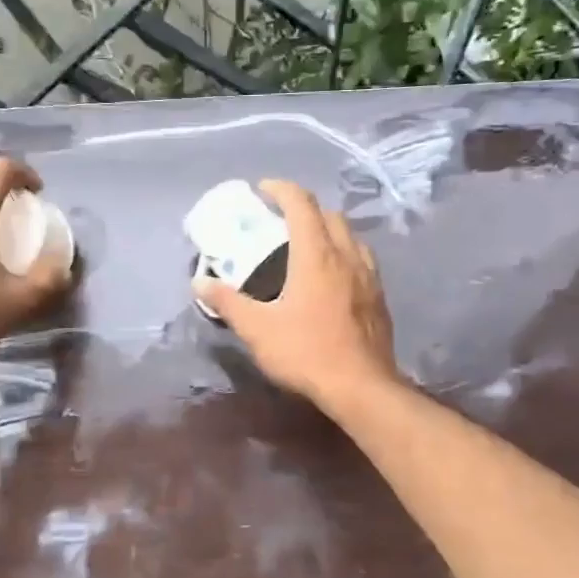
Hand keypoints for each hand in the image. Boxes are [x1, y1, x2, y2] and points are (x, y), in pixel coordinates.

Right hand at [194, 179, 399, 411]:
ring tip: (307, 247)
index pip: (301, 204)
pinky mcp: (379, 297)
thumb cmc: (306, 353)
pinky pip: (362, 260)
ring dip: (328, 230)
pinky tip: (332, 278)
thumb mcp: (257, 329)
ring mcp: (368, 276)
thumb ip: (227, 302)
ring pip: (351, 236)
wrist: (361, 387)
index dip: (281, 189)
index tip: (262, 190)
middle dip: (305, 208)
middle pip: (329, 214)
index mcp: (316, 255)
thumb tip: (199, 283)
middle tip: (281, 222)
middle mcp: (347, 255)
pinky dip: (344, 254)